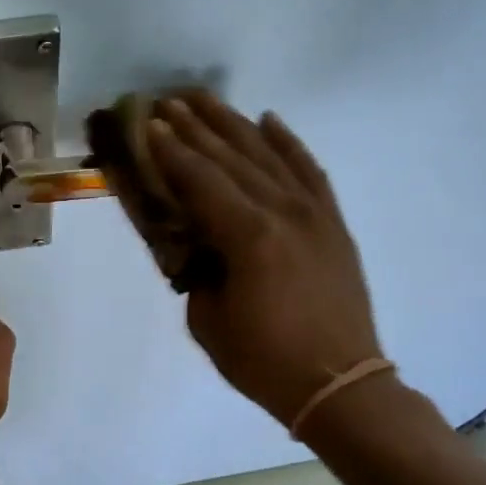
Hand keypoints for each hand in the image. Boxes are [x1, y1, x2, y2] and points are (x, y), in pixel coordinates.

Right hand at [146, 92, 383, 428]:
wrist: (338, 384)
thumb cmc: (264, 361)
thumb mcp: (208, 320)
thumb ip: (197, 270)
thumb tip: (195, 242)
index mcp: (248, 237)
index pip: (200, 180)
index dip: (170, 151)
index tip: (146, 123)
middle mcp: (283, 212)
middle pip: (232, 157)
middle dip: (196, 127)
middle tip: (167, 101)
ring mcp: (314, 213)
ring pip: (269, 154)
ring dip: (235, 124)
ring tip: (206, 100)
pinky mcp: (333, 223)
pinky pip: (309, 171)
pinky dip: (289, 143)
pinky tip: (270, 121)